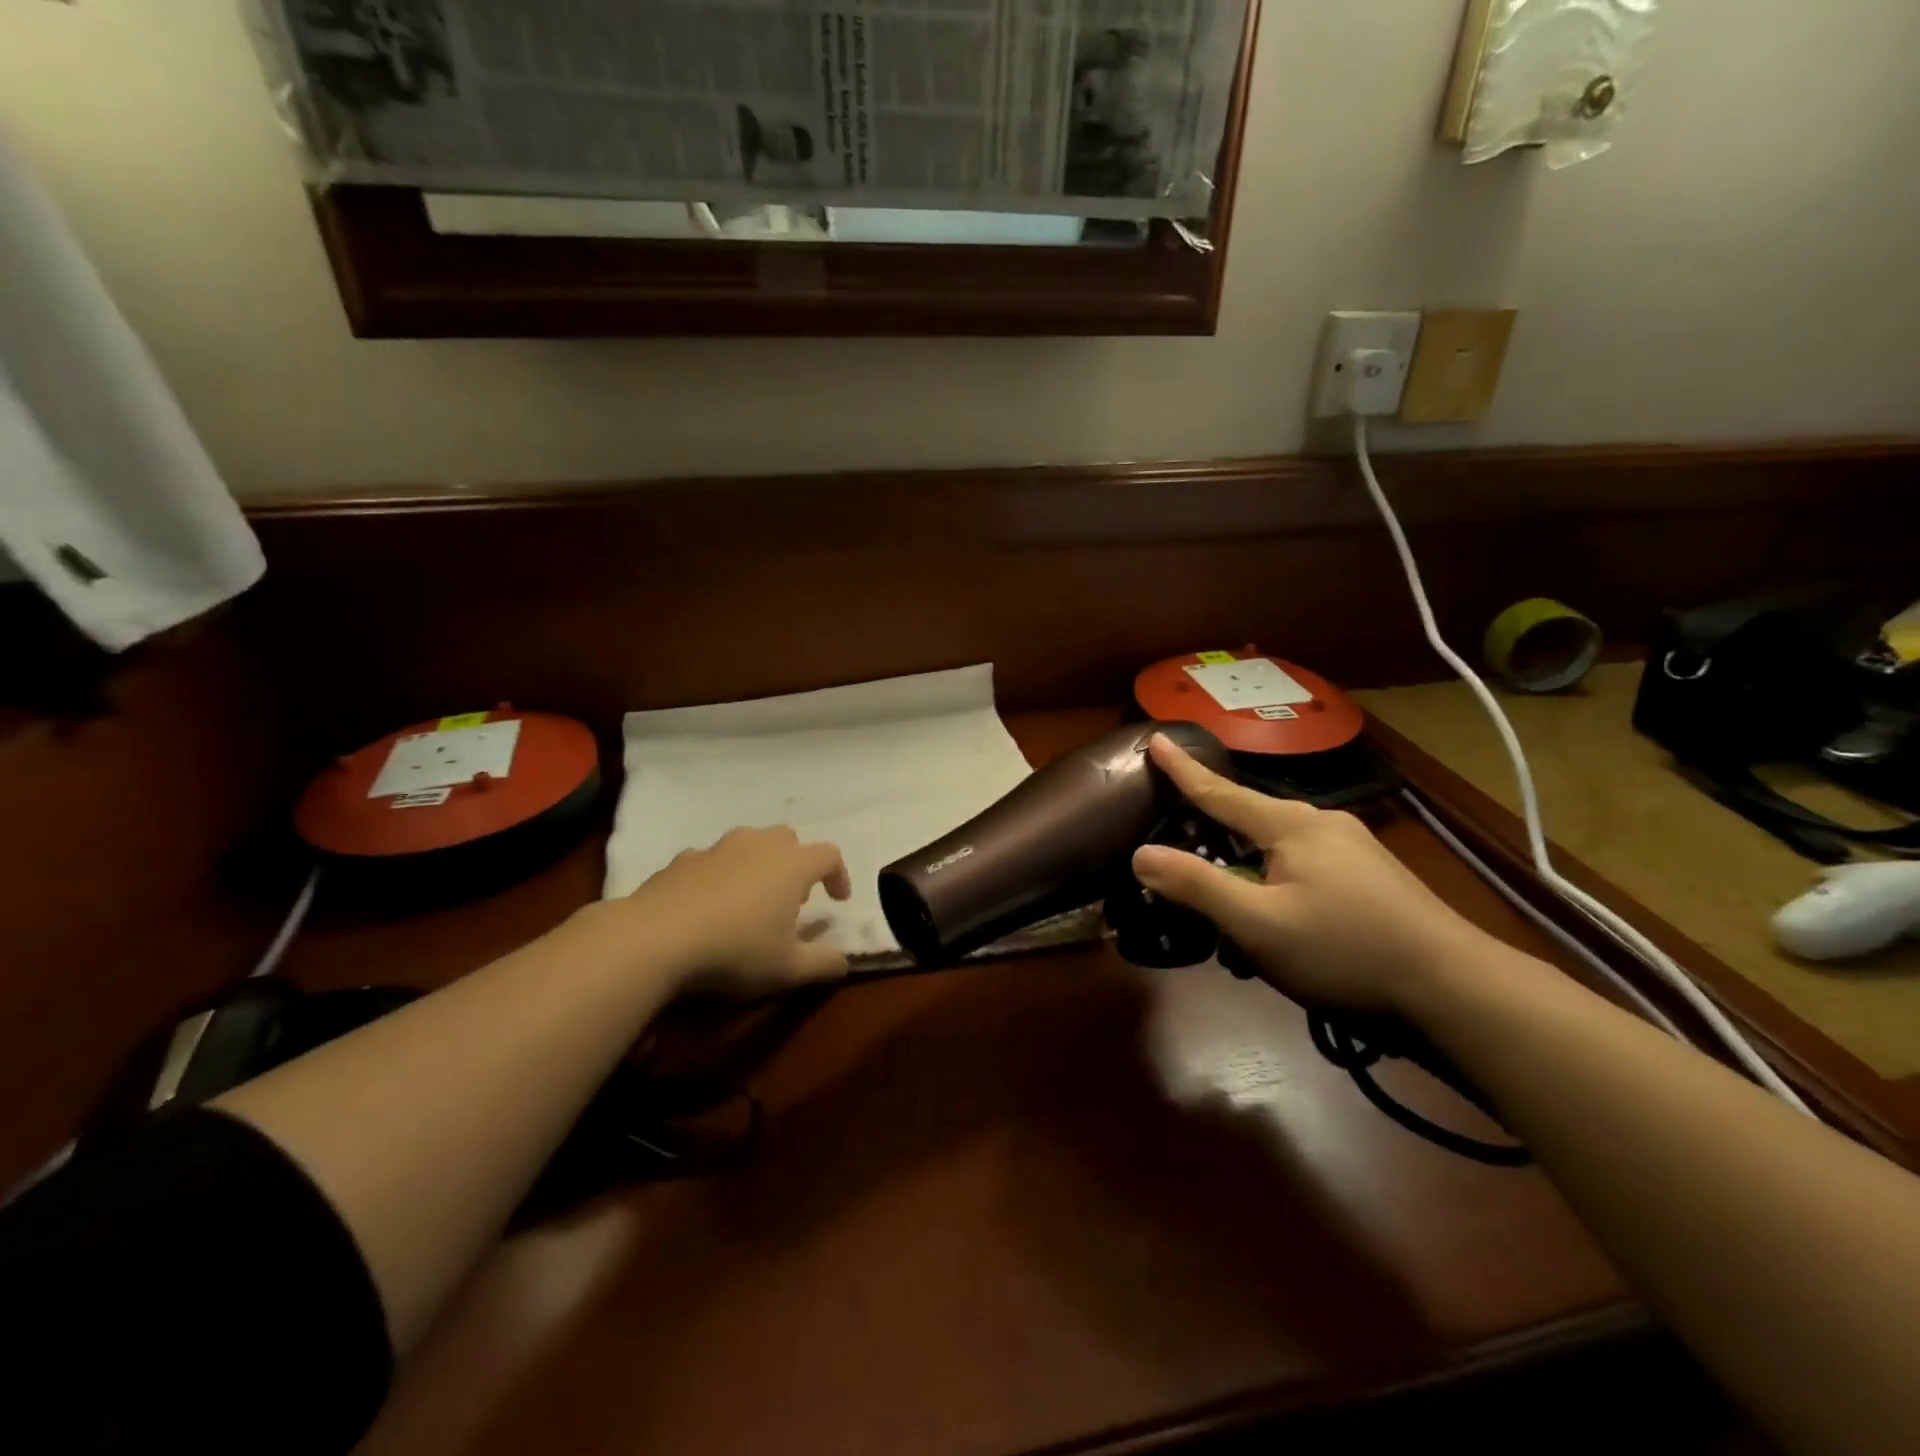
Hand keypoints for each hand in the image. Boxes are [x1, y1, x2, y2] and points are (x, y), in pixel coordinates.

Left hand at [611, 826, 853, 996]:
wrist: (653, 939)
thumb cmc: (734, 950)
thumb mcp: (788, 970)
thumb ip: (824, 964)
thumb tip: (843, 962)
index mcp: (792, 865)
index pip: (829, 855)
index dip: (838, 876)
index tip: (837, 902)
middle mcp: (759, 845)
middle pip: (789, 839)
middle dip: (797, 863)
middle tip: (793, 897)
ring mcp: (718, 848)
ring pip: (749, 844)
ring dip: (759, 865)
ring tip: (751, 899)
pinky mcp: (682, 859)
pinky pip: (712, 860)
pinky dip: (720, 875)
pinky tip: (709, 906)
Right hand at [1131, 735, 1497, 1013]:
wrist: (1457, 989)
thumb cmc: (1345, 950)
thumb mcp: (1259, 924)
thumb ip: (1198, 886)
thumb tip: (1141, 854)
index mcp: (1291, 825)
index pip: (1220, 791)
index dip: (1183, 770)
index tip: (1157, 737)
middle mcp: (1323, 824)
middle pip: (1250, 817)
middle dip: (1214, 827)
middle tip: (1181, 840)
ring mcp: (1353, 849)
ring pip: (1280, 847)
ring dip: (1248, 866)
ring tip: (1231, 901)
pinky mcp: (1372, 877)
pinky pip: (1306, 864)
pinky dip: (1278, 879)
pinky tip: (1282, 917)